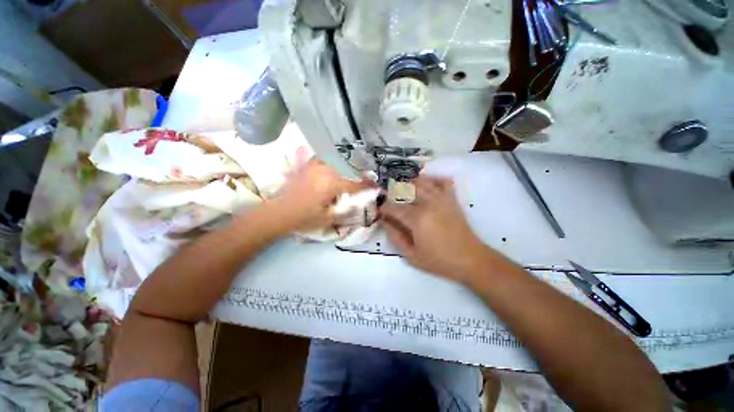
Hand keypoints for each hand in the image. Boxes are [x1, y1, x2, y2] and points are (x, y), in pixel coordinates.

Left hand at [270, 159, 372, 232]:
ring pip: (336, 163)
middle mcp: (325, 170)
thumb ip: (346, 209)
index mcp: (331, 184)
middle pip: (347, 170)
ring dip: (346, 168)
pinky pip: (324, 159)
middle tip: (365, 181)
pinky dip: (332, 162)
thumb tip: (360, 203)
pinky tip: (334, 167)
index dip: (367, 186)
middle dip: (358, 175)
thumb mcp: (328, 218)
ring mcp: (315, 166)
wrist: (279, 212)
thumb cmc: (304, 218)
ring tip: (351, 173)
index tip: (377, 187)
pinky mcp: (307, 166)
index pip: (355, 184)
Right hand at [380, 176, 487, 282]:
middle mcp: (428, 204)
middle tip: (391, 203)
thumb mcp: (411, 255)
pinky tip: (427, 185)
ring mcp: (441, 199)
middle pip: (405, 190)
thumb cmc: (439, 260)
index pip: (393, 207)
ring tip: (405, 193)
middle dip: (394, 194)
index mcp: (416, 219)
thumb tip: (384, 222)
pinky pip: (443, 181)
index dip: (384, 208)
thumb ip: (395, 237)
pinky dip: (433, 179)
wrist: (469, 259)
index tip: (380, 212)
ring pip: (421, 182)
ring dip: (410, 184)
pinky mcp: (451, 199)